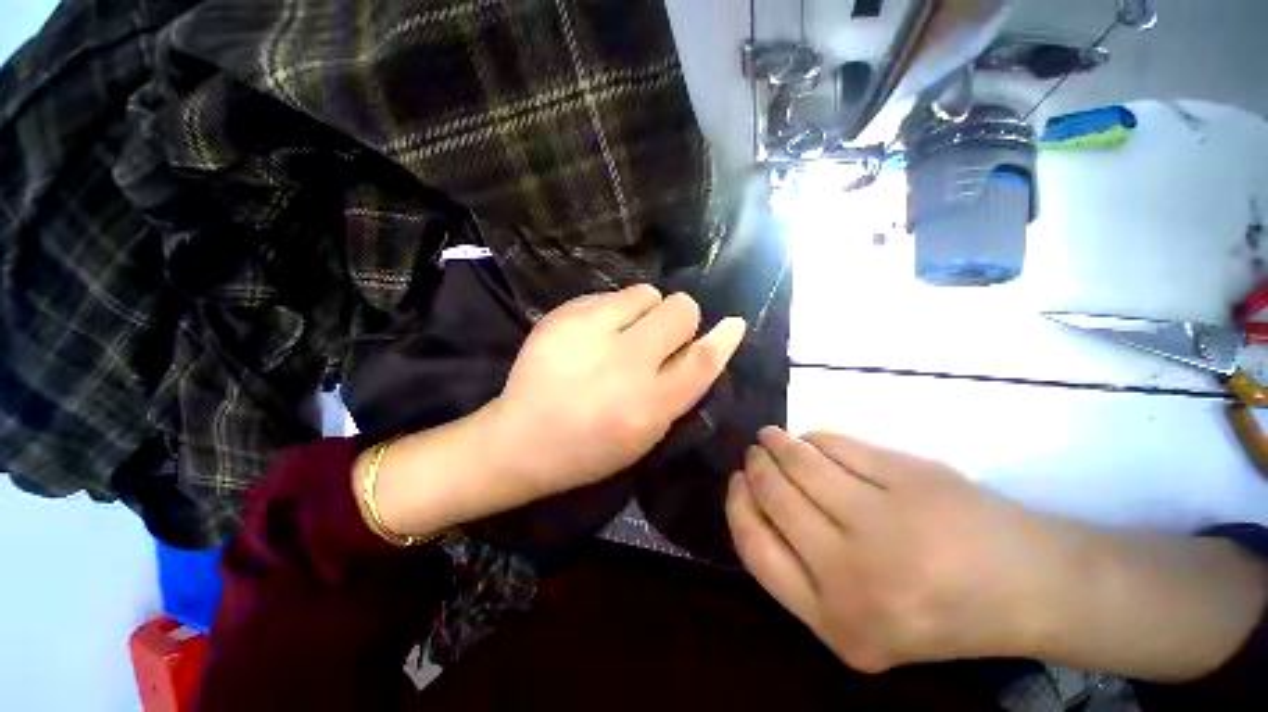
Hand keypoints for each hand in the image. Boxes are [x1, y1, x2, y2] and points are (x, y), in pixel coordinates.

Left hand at [490, 284, 746, 495]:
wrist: (521, 439)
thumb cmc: (590, 448)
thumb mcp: (646, 434)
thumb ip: (678, 390)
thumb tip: (702, 347)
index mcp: (649, 405)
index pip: (702, 361)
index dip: (724, 339)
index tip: (734, 323)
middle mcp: (626, 364)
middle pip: (680, 310)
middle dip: (680, 318)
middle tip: (658, 335)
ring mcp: (592, 334)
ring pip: (647, 293)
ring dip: (646, 309)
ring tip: (623, 333)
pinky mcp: (565, 315)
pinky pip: (611, 294)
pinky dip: (614, 309)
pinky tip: (593, 334)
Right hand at [725, 427, 1070, 672]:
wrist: (1030, 590)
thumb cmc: (934, 610)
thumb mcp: (855, 619)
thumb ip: (798, 570)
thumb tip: (753, 497)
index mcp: (836, 621)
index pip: (754, 547)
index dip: (738, 505)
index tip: (736, 481)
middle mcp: (855, 575)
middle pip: (775, 497)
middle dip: (756, 467)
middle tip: (754, 454)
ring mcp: (887, 522)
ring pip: (802, 463)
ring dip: (777, 443)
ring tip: (771, 437)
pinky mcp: (911, 477)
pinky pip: (837, 445)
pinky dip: (815, 438)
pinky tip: (813, 440)